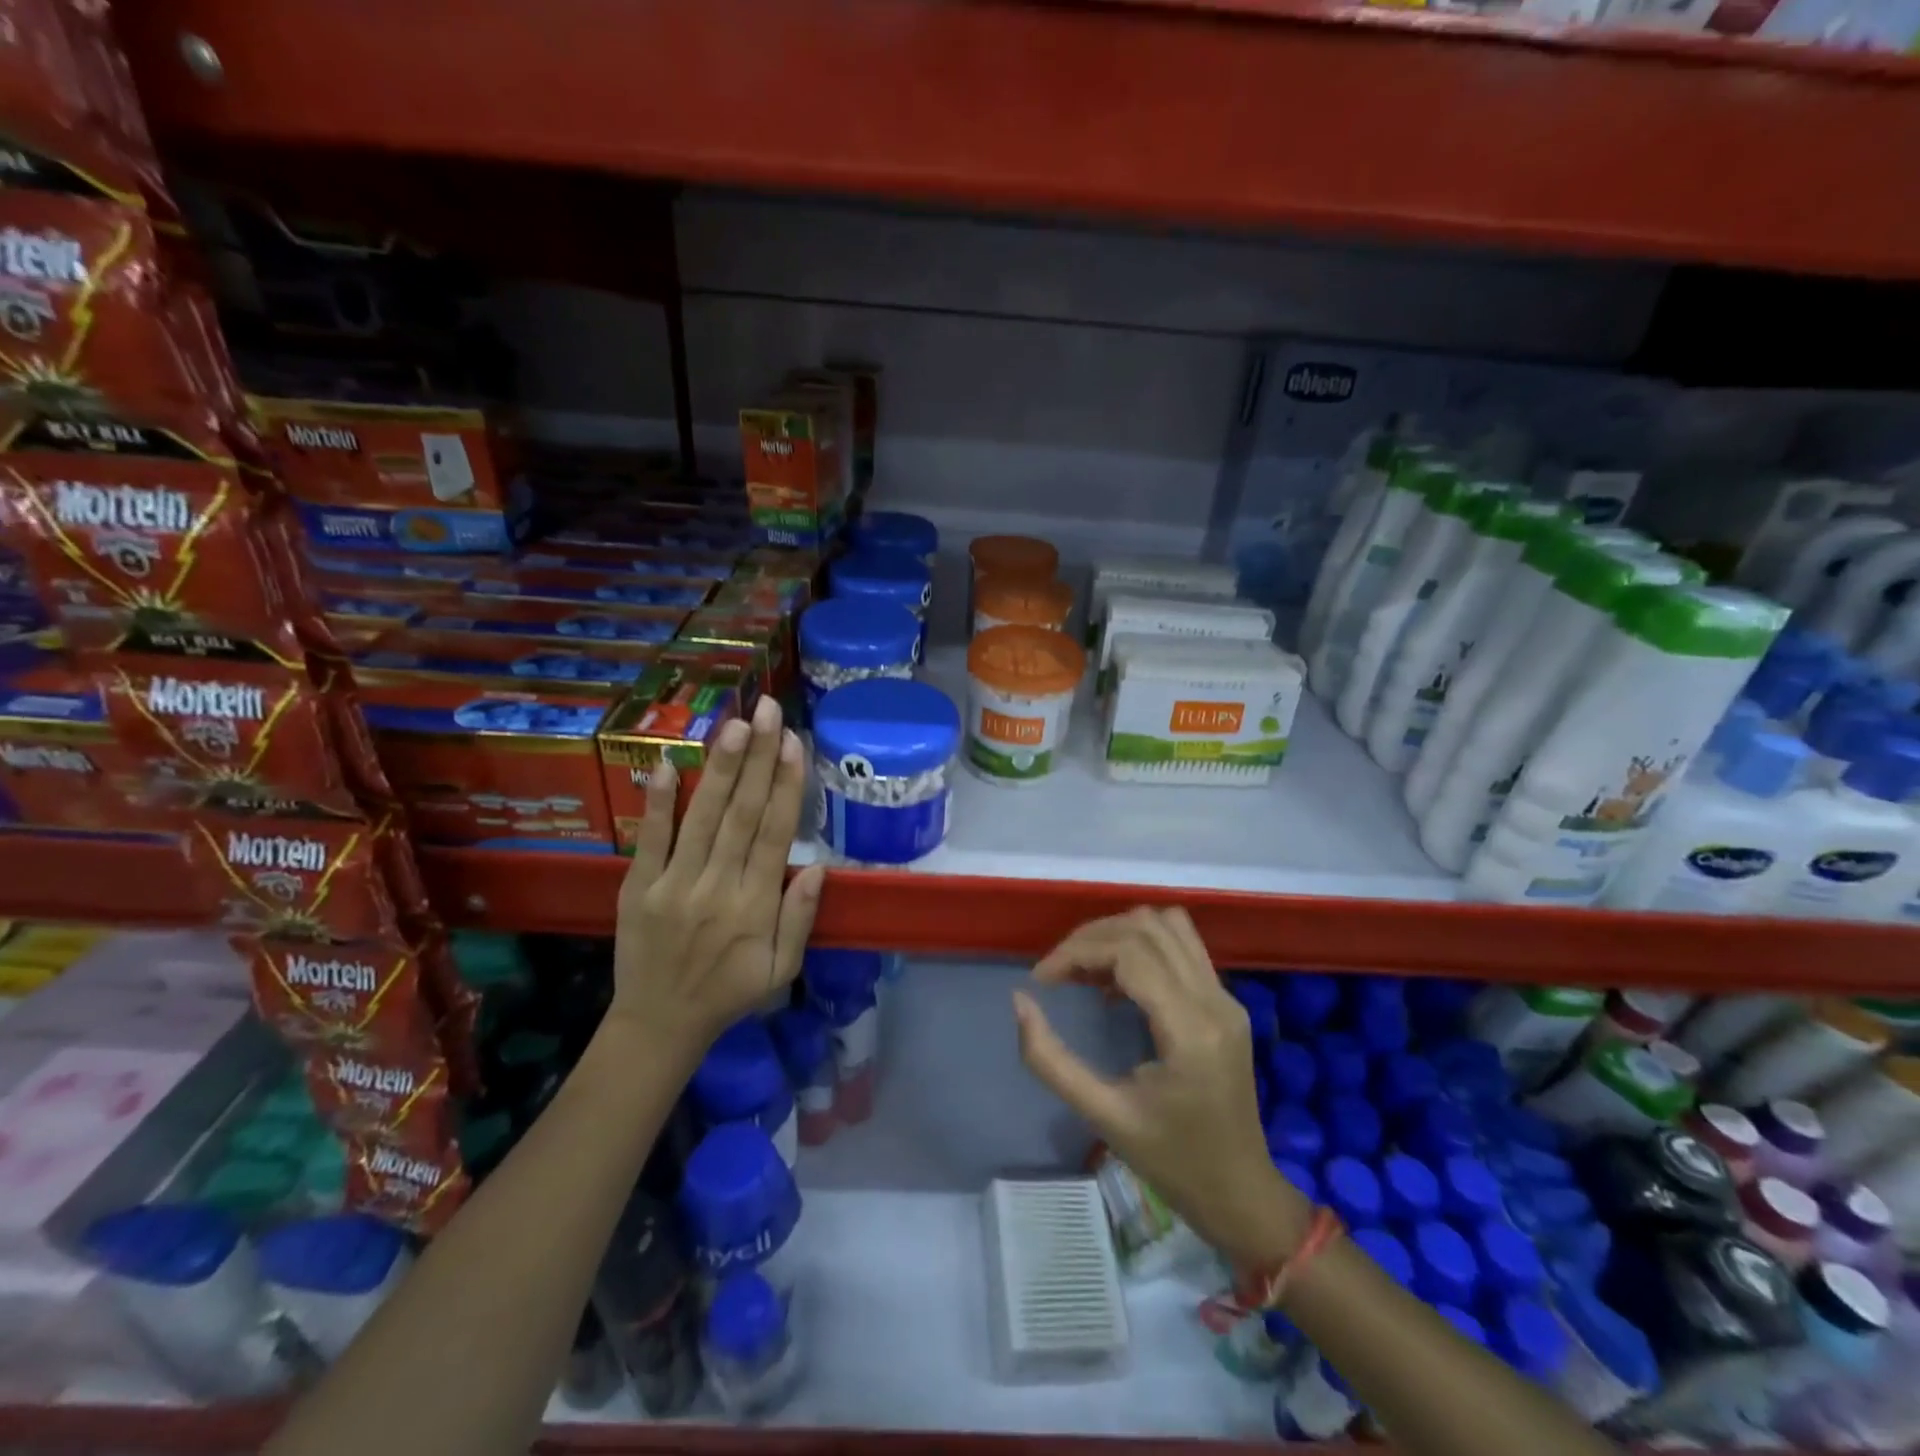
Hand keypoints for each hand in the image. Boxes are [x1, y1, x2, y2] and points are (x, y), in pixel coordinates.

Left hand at [610, 694, 825, 1056]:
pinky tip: (665, 762)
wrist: (659, 1025)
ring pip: (703, 817)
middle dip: (758, 758)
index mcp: (756, 906)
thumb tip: (820, 866)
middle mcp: (717, 887)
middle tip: (768, 711)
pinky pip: (650, 839)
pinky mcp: (638, 887)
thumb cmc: (729, 994)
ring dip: (720, 768)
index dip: (786, 786)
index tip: (794, 743)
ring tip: (736, 724)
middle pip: (742, 813)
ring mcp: (674, 885)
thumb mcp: (782, 970)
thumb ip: (800, 918)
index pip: (775, 834)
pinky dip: (657, 801)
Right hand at [1013, 908, 1309, 1263]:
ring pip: (1168, 924)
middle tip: (1057, 973)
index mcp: (1190, 1030)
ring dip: (1119, 934)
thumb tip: (1019, 1001)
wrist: (1241, 1193)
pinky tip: (1116, 982)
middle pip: (1146, 927)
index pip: (1128, 953)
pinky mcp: (1227, 1001)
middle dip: (1092, 938)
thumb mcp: (1103, 1116)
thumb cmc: (1172, 1163)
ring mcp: (1226, 997)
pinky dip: (1143, 945)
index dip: (1075, 953)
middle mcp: (1215, 1000)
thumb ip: (1051, 1060)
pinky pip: (1182, 946)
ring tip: (1085, 968)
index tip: (1041, 980)